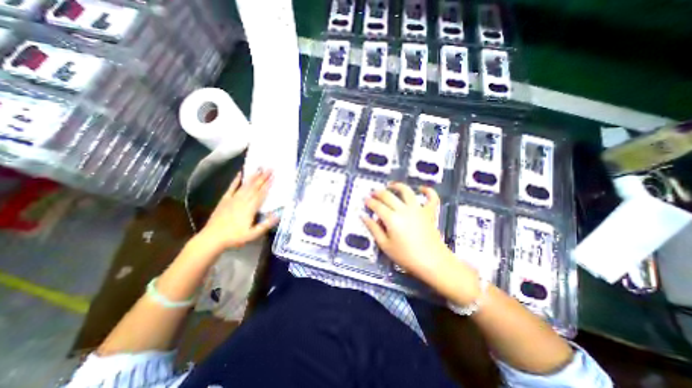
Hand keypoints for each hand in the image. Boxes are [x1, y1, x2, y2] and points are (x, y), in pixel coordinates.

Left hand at [197, 169, 277, 251]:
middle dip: (263, 177)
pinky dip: (236, 180)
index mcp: (250, 208)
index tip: (274, 177)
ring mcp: (233, 199)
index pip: (261, 194)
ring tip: (259, 168)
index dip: (268, 185)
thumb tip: (278, 215)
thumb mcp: (253, 234)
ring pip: (245, 185)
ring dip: (253, 176)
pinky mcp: (225, 199)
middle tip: (270, 168)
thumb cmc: (235, 237)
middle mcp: (242, 201)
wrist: (212, 238)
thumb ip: (265, 225)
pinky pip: (232, 187)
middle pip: (255, 187)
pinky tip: (240, 173)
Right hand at [362, 183, 482, 303]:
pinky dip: (428, 191)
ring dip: (397, 186)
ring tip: (391, 185)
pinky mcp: (429, 212)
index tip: (365, 200)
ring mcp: (418, 209)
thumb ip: (373, 229)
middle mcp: (404, 210)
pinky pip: (431, 198)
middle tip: (373, 193)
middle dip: (378, 193)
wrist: (432, 263)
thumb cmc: (406, 256)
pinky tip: (422, 188)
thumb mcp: (385, 245)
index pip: (377, 206)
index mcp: (392, 219)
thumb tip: (364, 217)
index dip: (369, 202)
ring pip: (406, 191)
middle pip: (388, 196)